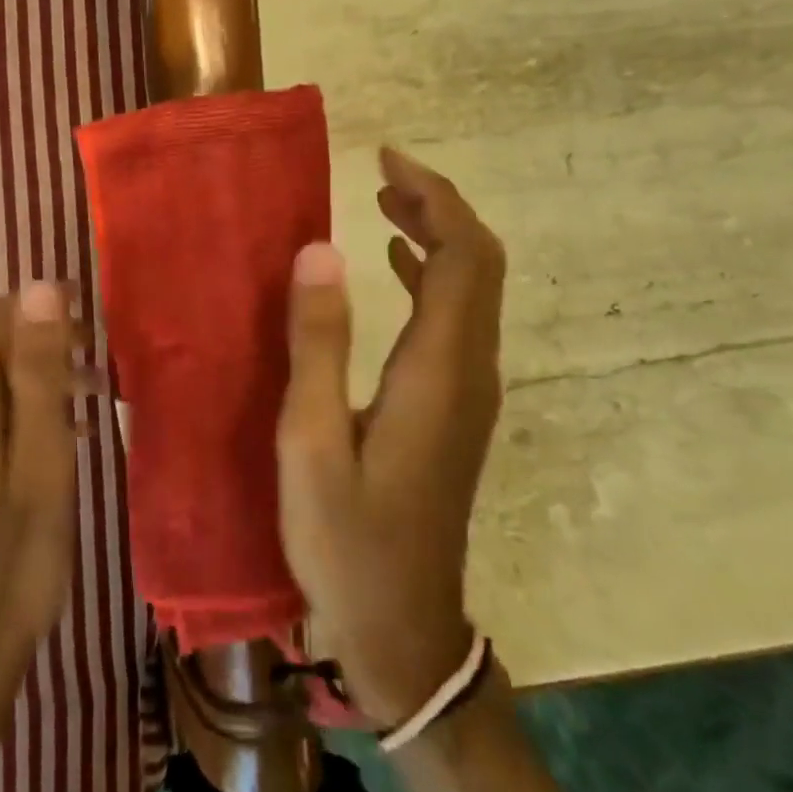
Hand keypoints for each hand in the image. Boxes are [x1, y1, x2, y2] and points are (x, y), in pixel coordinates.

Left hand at [0, 282, 81, 791]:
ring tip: (97, 405)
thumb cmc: (16, 557)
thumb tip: (38, 286)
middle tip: (107, 377)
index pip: (1, 319)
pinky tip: (63, 440)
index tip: (98, 332)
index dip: (49, 311)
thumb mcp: (42, 458)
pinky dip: (29, 413)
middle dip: (53, 348)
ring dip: (45, 382)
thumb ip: (38, 371)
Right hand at [275, 148, 506, 727]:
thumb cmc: (347, 540)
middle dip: (440, 207)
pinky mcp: (455, 409)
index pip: (465, 258)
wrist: (403, 632)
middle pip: (480, 265)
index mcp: (439, 372)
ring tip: (385, 204)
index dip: (435, 198)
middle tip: (383, 173)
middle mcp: (470, 372)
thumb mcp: (312, 442)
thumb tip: (322, 249)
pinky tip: (393, 268)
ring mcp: (468, 392)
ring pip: (473, 290)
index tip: (387, 159)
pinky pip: (456, 320)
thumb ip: (318, 343)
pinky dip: (431, 277)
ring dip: (437, 237)